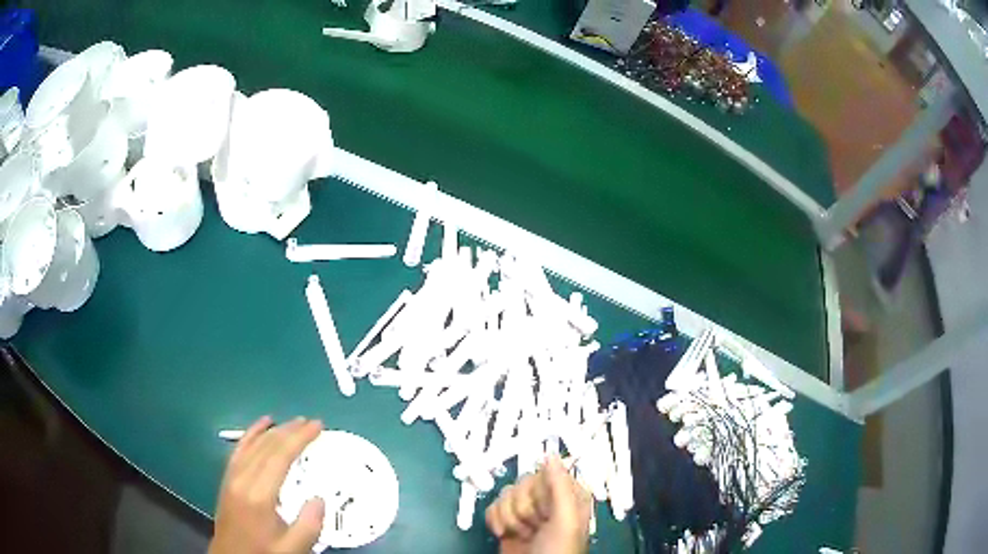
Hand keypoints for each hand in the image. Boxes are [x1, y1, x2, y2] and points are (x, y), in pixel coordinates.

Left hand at [209, 416, 325, 553]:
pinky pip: (239, 450)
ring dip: (273, 431)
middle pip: (266, 447)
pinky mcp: (227, 479)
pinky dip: (251, 435)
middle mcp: (243, 479)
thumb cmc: (263, 553)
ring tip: (292, 422)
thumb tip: (319, 498)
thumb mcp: (292, 549)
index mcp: (259, 496)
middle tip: (311, 421)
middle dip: (289, 431)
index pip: (280, 457)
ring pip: (253, 445)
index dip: (299, 438)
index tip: (317, 426)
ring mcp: (232, 477)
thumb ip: (308, 526)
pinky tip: (260, 427)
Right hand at [485, 456, 591, 553]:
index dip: (540, 491)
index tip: (545, 509)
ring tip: (522, 534)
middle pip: (522, 483)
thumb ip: (559, 486)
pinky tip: (504, 533)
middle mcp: (547, 499)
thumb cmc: (557, 550)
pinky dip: (494, 520)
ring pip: (506, 494)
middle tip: (534, 526)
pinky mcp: (507, 520)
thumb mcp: (566, 520)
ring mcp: (526, 511)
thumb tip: (551, 454)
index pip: (546, 472)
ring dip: (509, 517)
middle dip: (522, 507)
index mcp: (568, 494)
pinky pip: (492, 506)